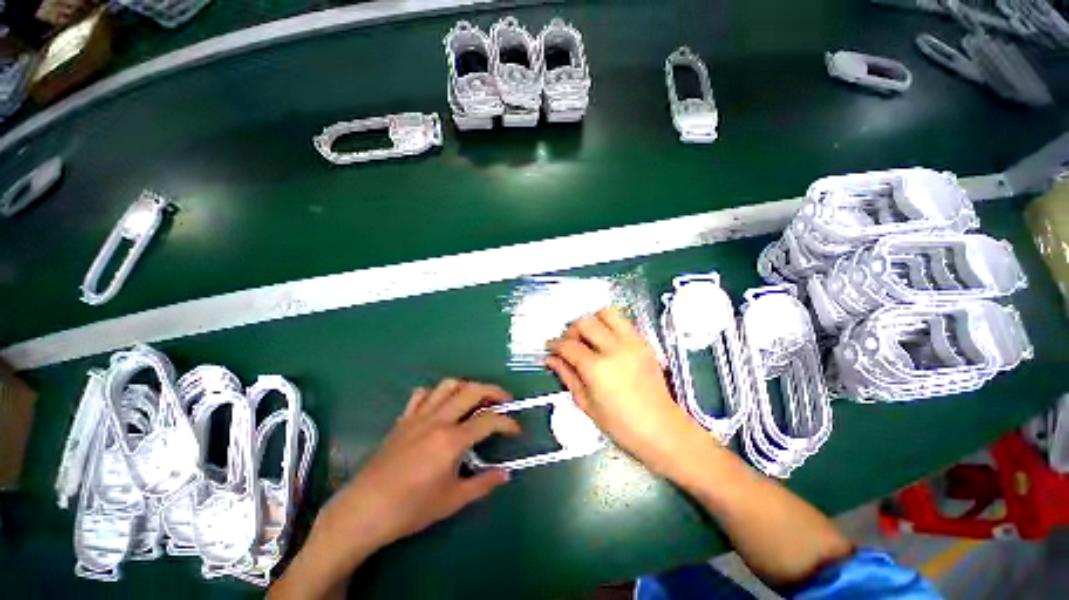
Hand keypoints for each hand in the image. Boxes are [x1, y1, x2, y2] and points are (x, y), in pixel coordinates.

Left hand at [275, 380, 518, 598]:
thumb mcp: (453, 500)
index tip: (516, 430)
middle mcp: (438, 419)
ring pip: (448, 385)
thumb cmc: (410, 508)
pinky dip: (436, 393)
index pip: (489, 420)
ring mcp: (419, 416)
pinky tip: (441, 405)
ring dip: (467, 386)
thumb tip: (505, 474)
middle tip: (505, 401)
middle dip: (494, 391)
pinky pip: (422, 395)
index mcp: (452, 440)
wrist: (364, 511)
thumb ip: (483, 484)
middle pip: (472, 390)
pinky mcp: (403, 419)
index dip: (508, 423)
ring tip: (476, 398)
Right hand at [545, 308, 709, 479]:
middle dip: (570, 330)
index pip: (568, 345)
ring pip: (605, 313)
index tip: (550, 347)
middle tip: (568, 343)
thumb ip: (567, 376)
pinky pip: (623, 321)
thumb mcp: (586, 404)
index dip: (554, 344)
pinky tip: (605, 341)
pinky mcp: (644, 342)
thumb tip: (551, 359)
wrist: (662, 429)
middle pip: (584, 322)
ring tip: (588, 337)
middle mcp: (614, 348)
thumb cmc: (621, 425)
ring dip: (592, 321)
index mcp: (597, 368)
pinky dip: (609, 325)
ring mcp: (632, 342)